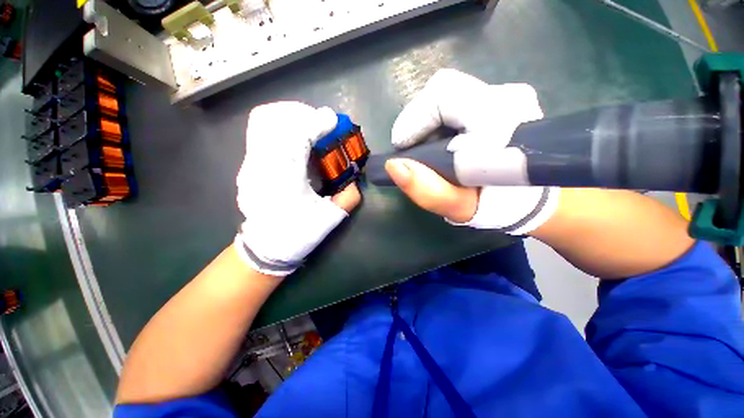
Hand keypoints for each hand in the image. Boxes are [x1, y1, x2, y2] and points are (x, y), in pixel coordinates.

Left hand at [235, 102, 360, 275]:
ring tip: (310, 126)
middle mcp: (262, 164)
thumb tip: (354, 180)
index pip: (295, 134)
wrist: (266, 248)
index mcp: (283, 178)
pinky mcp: (249, 165)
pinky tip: (296, 138)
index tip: (334, 122)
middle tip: (322, 123)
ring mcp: (250, 163)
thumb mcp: (329, 219)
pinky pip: (261, 132)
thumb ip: (348, 197)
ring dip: (290, 116)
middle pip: (274, 119)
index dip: (316, 122)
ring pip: (264, 121)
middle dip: (302, 114)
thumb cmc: (297, 235)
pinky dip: (280, 125)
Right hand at [386, 69, 558, 234]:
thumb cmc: (501, 206)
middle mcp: (507, 96)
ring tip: (428, 151)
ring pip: (449, 95)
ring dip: (429, 123)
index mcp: (499, 119)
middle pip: (443, 90)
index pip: (442, 95)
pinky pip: (459, 101)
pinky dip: (441, 121)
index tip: (402, 149)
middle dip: (419, 121)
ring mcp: (507, 94)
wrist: (537, 197)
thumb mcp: (460, 207)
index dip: (413, 119)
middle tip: (413, 150)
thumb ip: (428, 191)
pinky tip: (442, 144)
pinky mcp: (503, 100)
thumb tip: (394, 165)